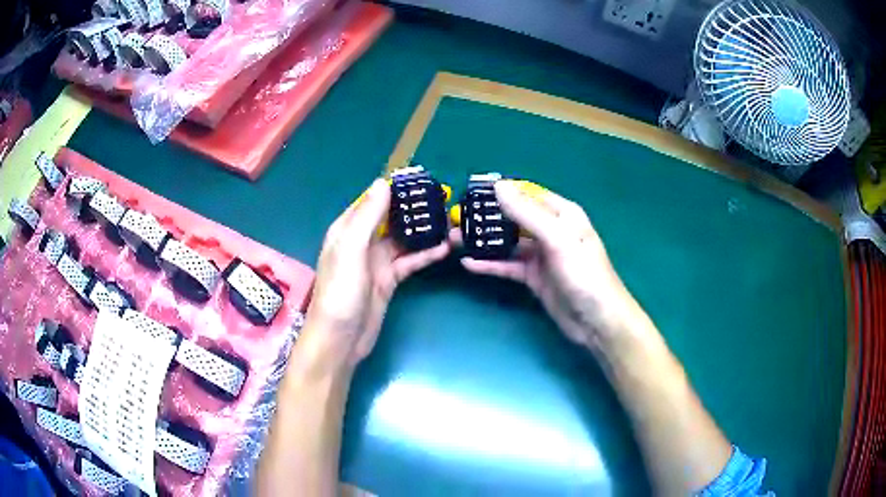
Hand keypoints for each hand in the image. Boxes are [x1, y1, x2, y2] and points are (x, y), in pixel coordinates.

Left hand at [305, 178, 449, 369]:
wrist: (341, 339)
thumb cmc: (340, 292)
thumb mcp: (350, 250)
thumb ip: (366, 217)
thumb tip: (383, 182)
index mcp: (348, 229)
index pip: (373, 200)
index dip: (396, 189)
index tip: (423, 180)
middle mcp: (362, 241)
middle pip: (392, 218)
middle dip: (415, 209)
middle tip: (445, 199)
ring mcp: (377, 261)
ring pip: (404, 239)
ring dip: (425, 231)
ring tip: (452, 222)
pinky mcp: (389, 280)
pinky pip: (409, 261)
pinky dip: (425, 254)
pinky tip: (445, 248)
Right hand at [451, 180, 636, 351]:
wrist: (596, 321)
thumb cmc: (584, 274)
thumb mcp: (558, 239)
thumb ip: (528, 213)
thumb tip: (498, 186)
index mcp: (562, 214)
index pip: (527, 194)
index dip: (502, 191)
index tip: (471, 191)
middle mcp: (551, 230)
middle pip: (515, 218)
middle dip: (488, 217)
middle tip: (456, 217)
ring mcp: (542, 255)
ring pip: (509, 243)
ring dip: (484, 242)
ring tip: (454, 239)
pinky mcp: (534, 277)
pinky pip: (508, 266)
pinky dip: (490, 265)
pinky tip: (469, 264)